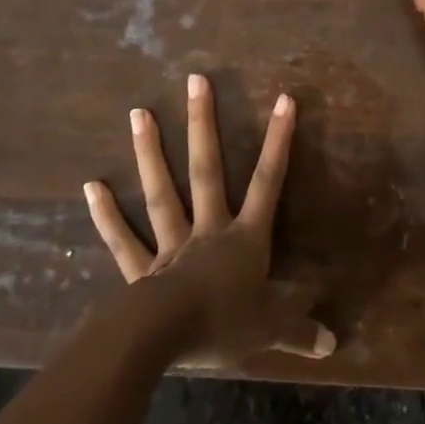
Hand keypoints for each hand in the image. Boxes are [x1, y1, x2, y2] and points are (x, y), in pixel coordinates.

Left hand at [83, 73, 334, 366]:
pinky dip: (107, 215)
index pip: (269, 182)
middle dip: (203, 124)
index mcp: (244, 239)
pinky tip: (91, 186)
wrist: (166, 341)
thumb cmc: (224, 326)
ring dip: (150, 153)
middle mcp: (208, 231)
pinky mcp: (141, 271)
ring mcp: (172, 246)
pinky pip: (123, 240)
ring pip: (162, 192)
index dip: (279, 141)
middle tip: (194, 80)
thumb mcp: (271, 330)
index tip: (284, 99)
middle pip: (207, 170)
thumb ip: (299, 329)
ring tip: (138, 112)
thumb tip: (333, 343)